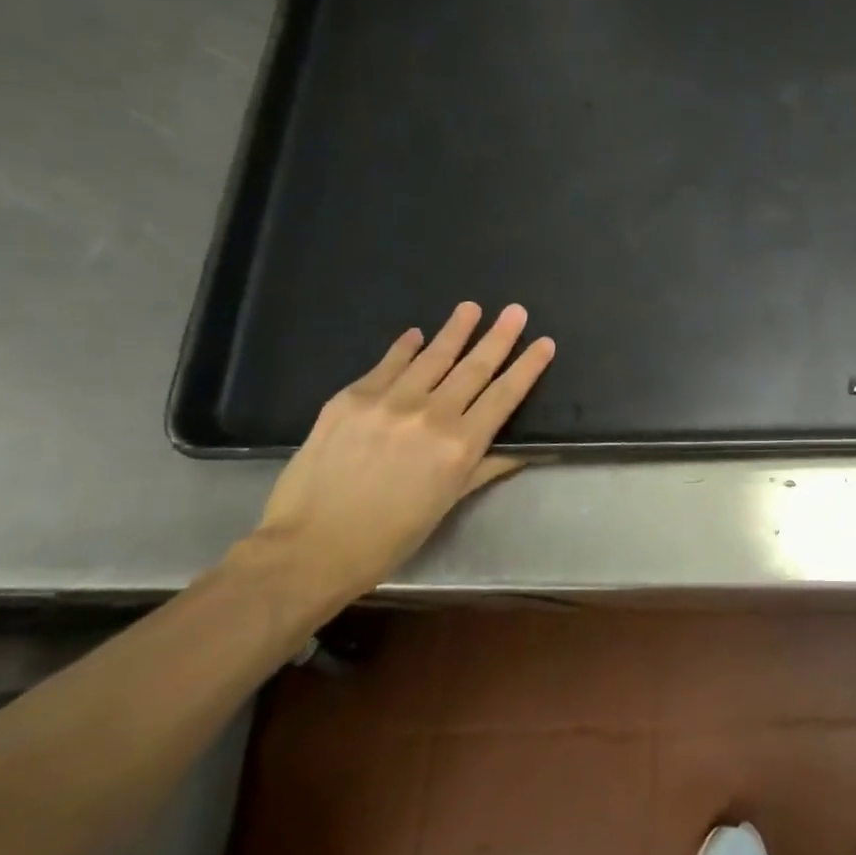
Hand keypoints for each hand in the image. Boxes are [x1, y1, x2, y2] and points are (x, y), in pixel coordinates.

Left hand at [238, 302, 555, 605]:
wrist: (310, 547)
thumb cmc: (391, 536)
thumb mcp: (449, 502)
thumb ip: (487, 466)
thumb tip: (526, 450)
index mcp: (460, 445)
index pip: (504, 395)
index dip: (528, 367)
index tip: (545, 343)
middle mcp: (430, 415)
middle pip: (474, 367)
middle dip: (499, 337)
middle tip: (516, 311)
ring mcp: (388, 402)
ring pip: (432, 357)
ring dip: (455, 330)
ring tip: (471, 308)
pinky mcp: (350, 399)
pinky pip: (386, 365)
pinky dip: (405, 348)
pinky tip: (416, 334)